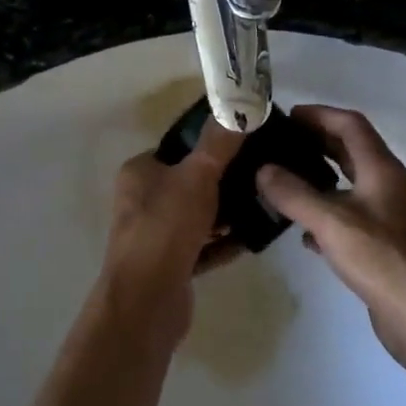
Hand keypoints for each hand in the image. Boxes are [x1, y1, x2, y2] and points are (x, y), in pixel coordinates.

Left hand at [96, 119, 244, 343]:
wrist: (146, 302)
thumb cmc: (165, 228)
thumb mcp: (196, 176)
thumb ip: (219, 143)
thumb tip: (241, 104)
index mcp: (141, 172)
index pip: (179, 148)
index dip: (211, 144)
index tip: (248, 143)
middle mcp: (143, 201)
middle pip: (191, 182)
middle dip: (226, 182)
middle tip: (263, 176)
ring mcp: (156, 235)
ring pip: (199, 216)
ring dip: (228, 214)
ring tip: (265, 205)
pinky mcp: (171, 266)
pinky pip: (203, 247)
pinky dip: (224, 243)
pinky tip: (253, 239)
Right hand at [255, 106, 405, 376]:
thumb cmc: (383, 260)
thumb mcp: (332, 223)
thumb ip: (294, 194)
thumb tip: (262, 169)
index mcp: (381, 169)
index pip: (350, 124)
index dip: (319, 114)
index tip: (285, 116)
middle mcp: (385, 185)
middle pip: (349, 150)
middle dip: (315, 143)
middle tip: (277, 145)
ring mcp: (385, 216)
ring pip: (346, 185)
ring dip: (316, 179)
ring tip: (279, 182)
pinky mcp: (380, 245)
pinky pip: (346, 218)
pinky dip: (322, 215)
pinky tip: (300, 232)